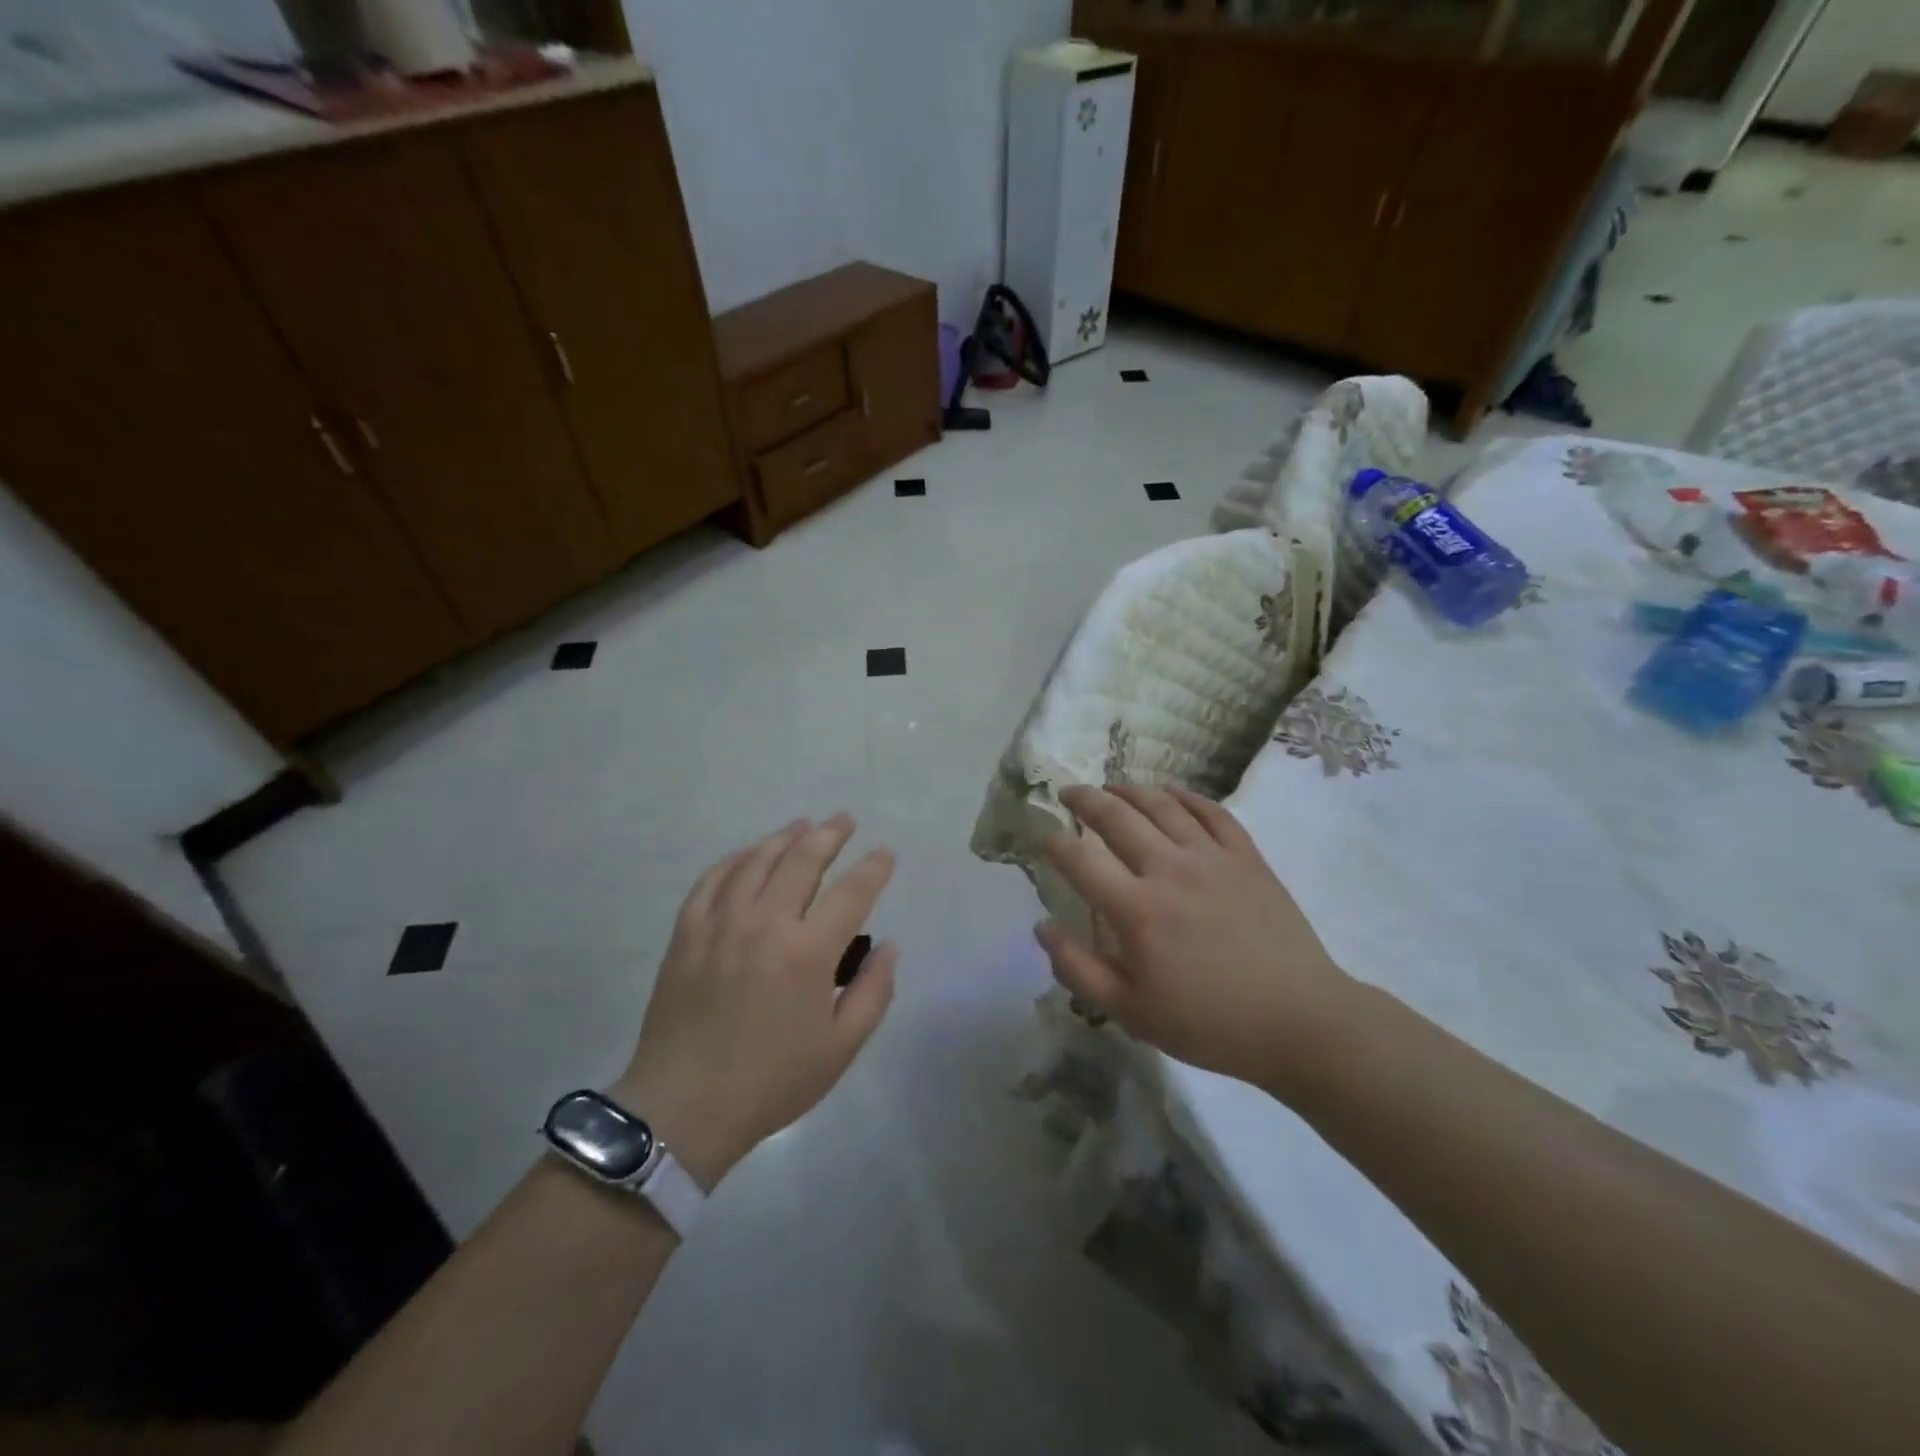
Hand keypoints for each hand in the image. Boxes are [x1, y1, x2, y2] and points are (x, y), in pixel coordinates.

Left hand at [612, 814, 896, 1190]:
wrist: (684, 1107)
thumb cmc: (772, 1081)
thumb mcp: (840, 1048)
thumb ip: (873, 992)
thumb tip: (889, 947)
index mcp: (808, 952)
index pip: (852, 892)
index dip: (874, 868)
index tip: (885, 854)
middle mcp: (766, 923)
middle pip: (803, 860)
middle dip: (830, 834)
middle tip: (844, 820)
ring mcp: (721, 923)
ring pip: (757, 860)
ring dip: (784, 837)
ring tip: (802, 825)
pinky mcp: (687, 932)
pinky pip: (712, 879)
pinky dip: (735, 859)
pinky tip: (748, 854)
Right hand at [1036, 785, 1355, 1090]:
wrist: (1298, 1022)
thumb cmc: (1208, 1022)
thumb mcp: (1130, 1012)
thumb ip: (1078, 968)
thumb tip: (1042, 928)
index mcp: (1137, 909)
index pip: (1080, 860)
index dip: (1054, 843)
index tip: (1043, 836)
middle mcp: (1170, 869)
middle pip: (1117, 817)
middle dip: (1085, 799)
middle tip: (1068, 793)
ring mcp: (1212, 858)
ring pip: (1163, 806)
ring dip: (1130, 791)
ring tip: (1111, 787)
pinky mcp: (1247, 858)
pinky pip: (1212, 812)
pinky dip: (1186, 797)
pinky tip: (1171, 794)